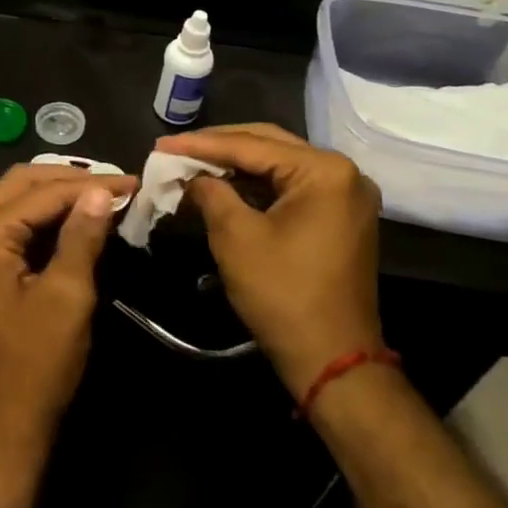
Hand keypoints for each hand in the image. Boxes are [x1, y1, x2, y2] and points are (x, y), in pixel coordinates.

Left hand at [0, 164, 136, 461]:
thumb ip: (82, 237)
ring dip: (55, 196)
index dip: (89, 185)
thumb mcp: (67, 297)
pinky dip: (42, 220)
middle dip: (69, 179)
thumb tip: (101, 192)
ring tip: (100, 197)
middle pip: (20, 185)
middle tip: (114, 183)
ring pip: (14, 203)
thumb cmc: (35, 365)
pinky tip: (74, 223)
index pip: (41, 192)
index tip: (131, 182)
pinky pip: (10, 228)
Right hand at [156, 124, 382, 399]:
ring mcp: (345, 195)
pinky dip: (256, 185)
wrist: (334, 363)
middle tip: (175, 149)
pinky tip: (224, 185)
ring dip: (236, 165)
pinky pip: (291, 186)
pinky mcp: (340, 216)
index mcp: (324, 171)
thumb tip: (191, 176)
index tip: (162, 144)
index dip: (202, 144)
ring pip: (279, 165)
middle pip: (269, 145)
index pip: (252, 145)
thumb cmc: (284, 295)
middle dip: (219, 147)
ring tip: (193, 164)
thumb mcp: (236, 237)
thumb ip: (211, 192)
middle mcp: (343, 172)